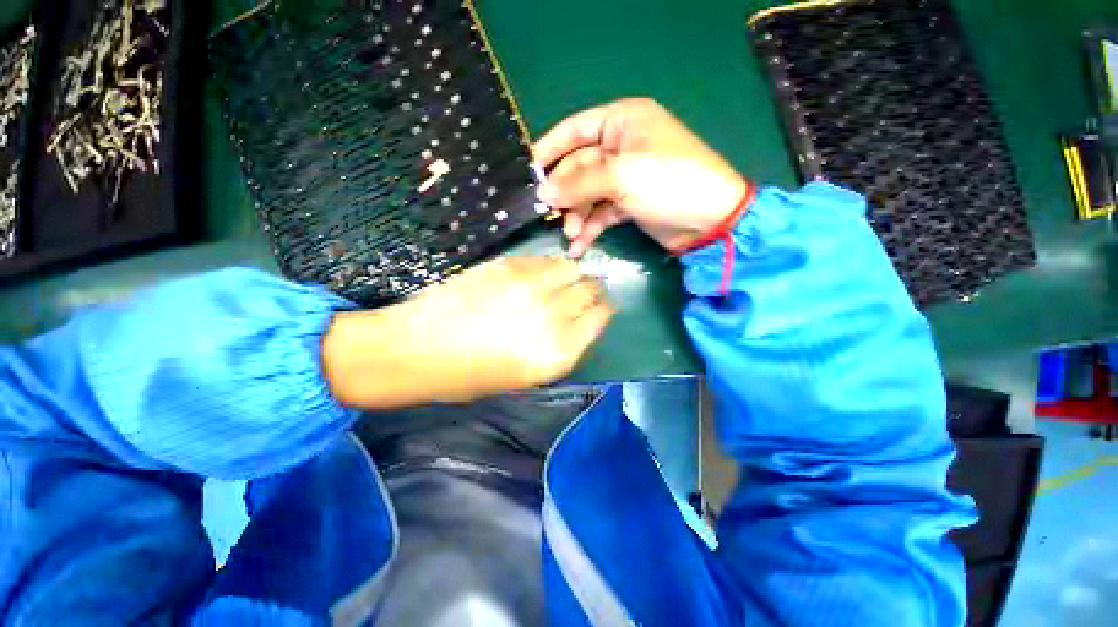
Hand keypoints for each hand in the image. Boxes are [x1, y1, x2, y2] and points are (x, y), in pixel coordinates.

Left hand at [322, 256, 613, 407]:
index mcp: (558, 353)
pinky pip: (545, 259)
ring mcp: (530, 287)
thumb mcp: (527, 376)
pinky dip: (549, 266)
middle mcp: (552, 316)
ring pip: (572, 268)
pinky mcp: (508, 265)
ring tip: (560, 281)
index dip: (602, 310)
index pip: (600, 317)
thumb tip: (582, 320)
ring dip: (572, 274)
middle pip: (590, 290)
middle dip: (591, 291)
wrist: (416, 350)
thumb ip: (562, 346)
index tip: (598, 308)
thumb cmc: (470, 376)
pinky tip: (538, 275)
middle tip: (580, 294)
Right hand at [534, 98, 748, 257]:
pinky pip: (601, 213)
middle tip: (551, 215)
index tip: (529, 171)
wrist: (710, 221)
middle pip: (579, 167)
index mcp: (622, 122)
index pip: (576, 129)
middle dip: (566, 194)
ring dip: (577, 215)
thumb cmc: (670, 182)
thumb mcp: (622, 176)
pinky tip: (579, 245)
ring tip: (571, 235)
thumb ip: (580, 183)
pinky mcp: (628, 204)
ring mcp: (625, 178)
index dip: (550, 148)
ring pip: (588, 194)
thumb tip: (543, 193)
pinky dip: (590, 228)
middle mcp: (621, 147)